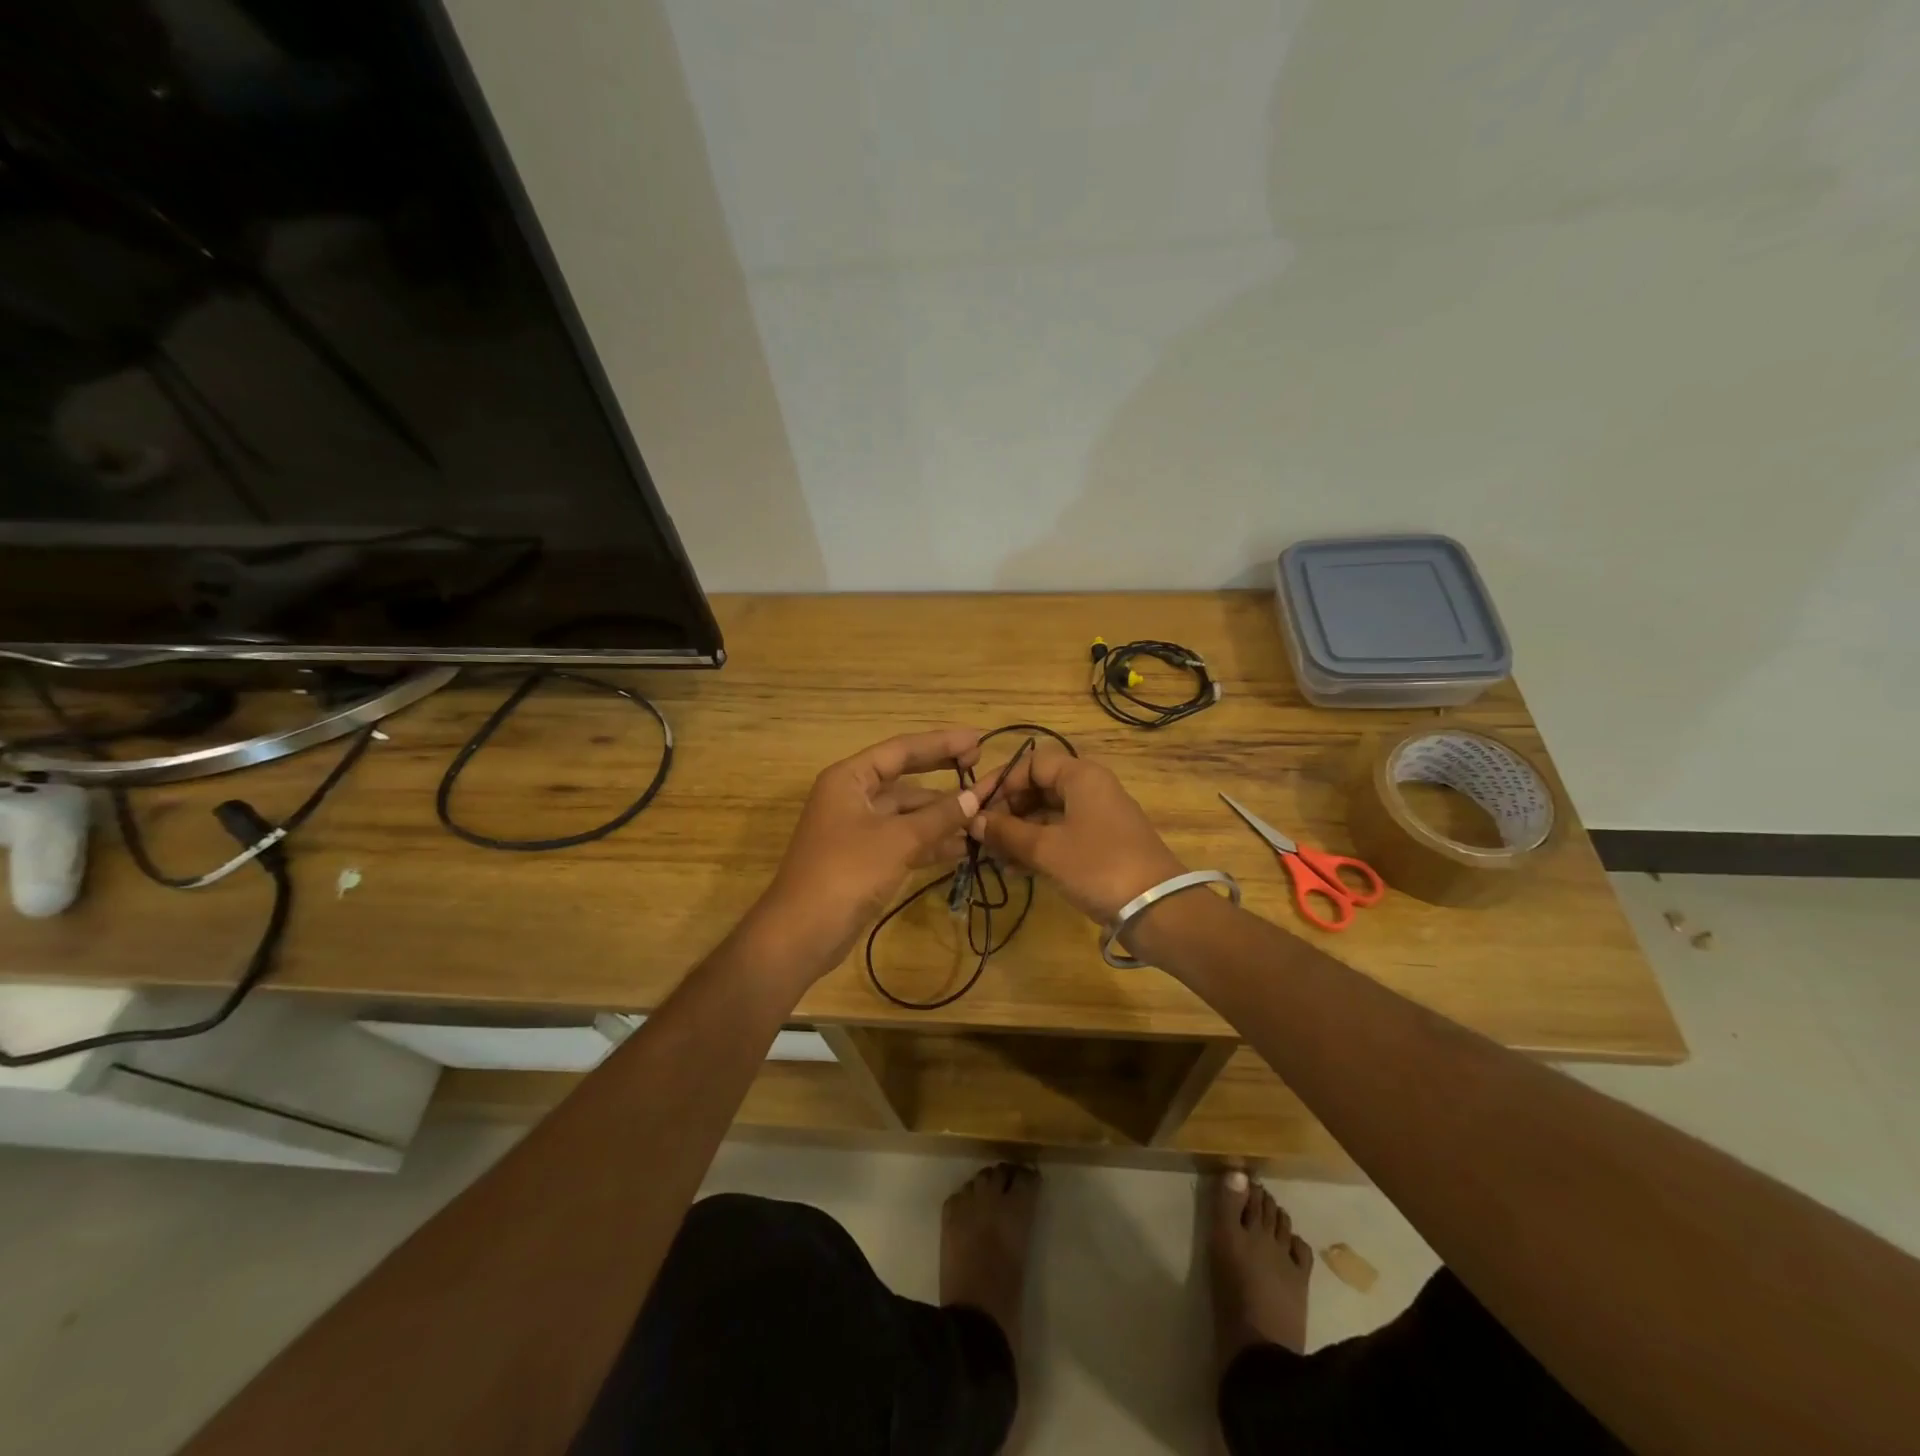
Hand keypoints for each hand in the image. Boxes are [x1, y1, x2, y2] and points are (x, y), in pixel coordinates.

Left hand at [753, 727, 983, 977]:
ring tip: (983, 814)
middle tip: (981, 766)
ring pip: (907, 812)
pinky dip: (930, 841)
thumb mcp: (898, 840)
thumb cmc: (846, 872)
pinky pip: (904, 839)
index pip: (902, 749)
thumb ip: (939, 816)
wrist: (802, 933)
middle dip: (943, 774)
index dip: (942, 742)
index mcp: (850, 778)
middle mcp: (853, 797)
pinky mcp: (865, 859)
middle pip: (905, 777)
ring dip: (941, 814)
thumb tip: (974, 797)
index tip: (979, 739)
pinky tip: (962, 847)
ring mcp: (858, 829)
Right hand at [968, 746, 1184, 922]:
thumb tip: (972, 820)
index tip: (974, 806)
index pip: (1030, 764)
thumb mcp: (1045, 849)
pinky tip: (1013, 868)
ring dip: (1018, 832)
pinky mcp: (1101, 845)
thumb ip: (1006, 832)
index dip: (1000, 782)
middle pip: (1038, 788)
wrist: (1157, 909)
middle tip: (979, 835)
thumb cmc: (1097, 866)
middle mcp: (1090, 789)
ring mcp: (1097, 818)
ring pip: (1047, 814)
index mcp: (1081, 775)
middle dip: (1006, 810)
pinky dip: (1036, 847)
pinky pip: (1060, 836)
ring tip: (991, 856)